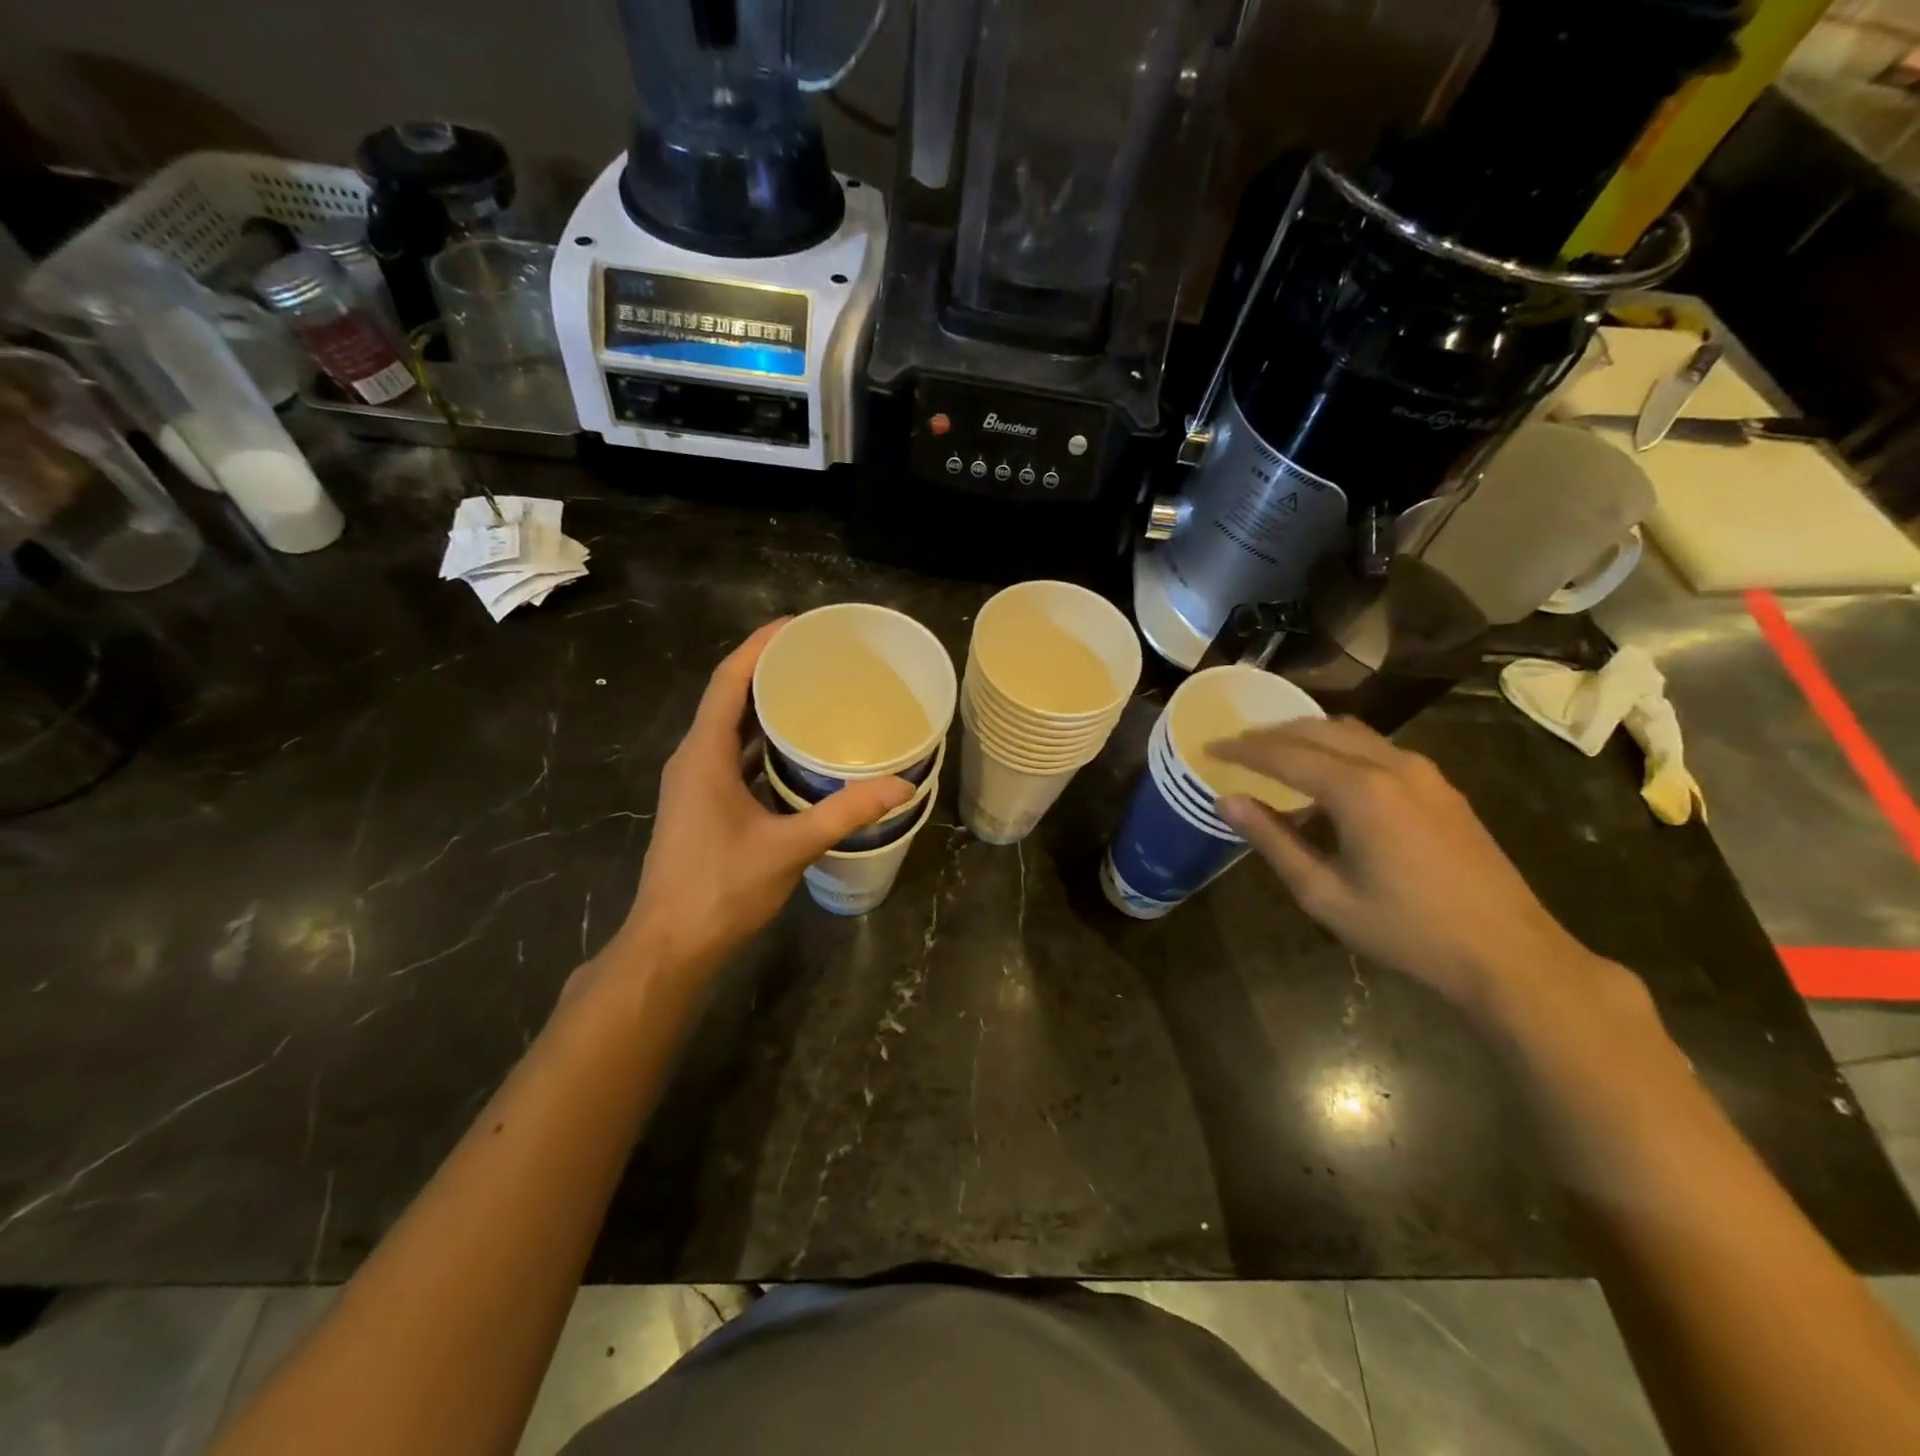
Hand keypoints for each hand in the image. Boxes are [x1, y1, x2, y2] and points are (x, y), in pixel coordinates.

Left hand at [606, 621, 913, 978]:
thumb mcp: (790, 847)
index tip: (797, 626)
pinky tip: (795, 751)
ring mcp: (694, 783)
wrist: (671, 944)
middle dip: (768, 671)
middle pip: (729, 697)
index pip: (729, 681)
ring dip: (764, 708)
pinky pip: (731, 757)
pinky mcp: (701, 805)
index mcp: (704, 754)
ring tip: (812, 693)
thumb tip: (900, 786)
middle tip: (817, 657)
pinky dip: (760, 744)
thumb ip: (844, 813)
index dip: (759, 646)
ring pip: (729, 729)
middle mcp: (693, 759)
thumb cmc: (721, 888)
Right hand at [1212, 717, 1614, 1020]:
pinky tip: (1328, 779)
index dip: (1242, 749)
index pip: (1284, 754)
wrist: (1509, 954)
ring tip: (1275, 755)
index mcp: (1359, 790)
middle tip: (1236, 745)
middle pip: (1318, 730)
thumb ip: (1272, 840)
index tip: (1209, 746)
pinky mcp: (1441, 788)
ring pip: (1351, 734)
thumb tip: (1226, 800)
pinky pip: (1377, 750)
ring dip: (1307, 736)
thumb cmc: (1407, 930)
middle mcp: (1391, 765)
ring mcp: (1423, 773)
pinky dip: (1340, 750)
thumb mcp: (1324, 893)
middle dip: (1272, 734)